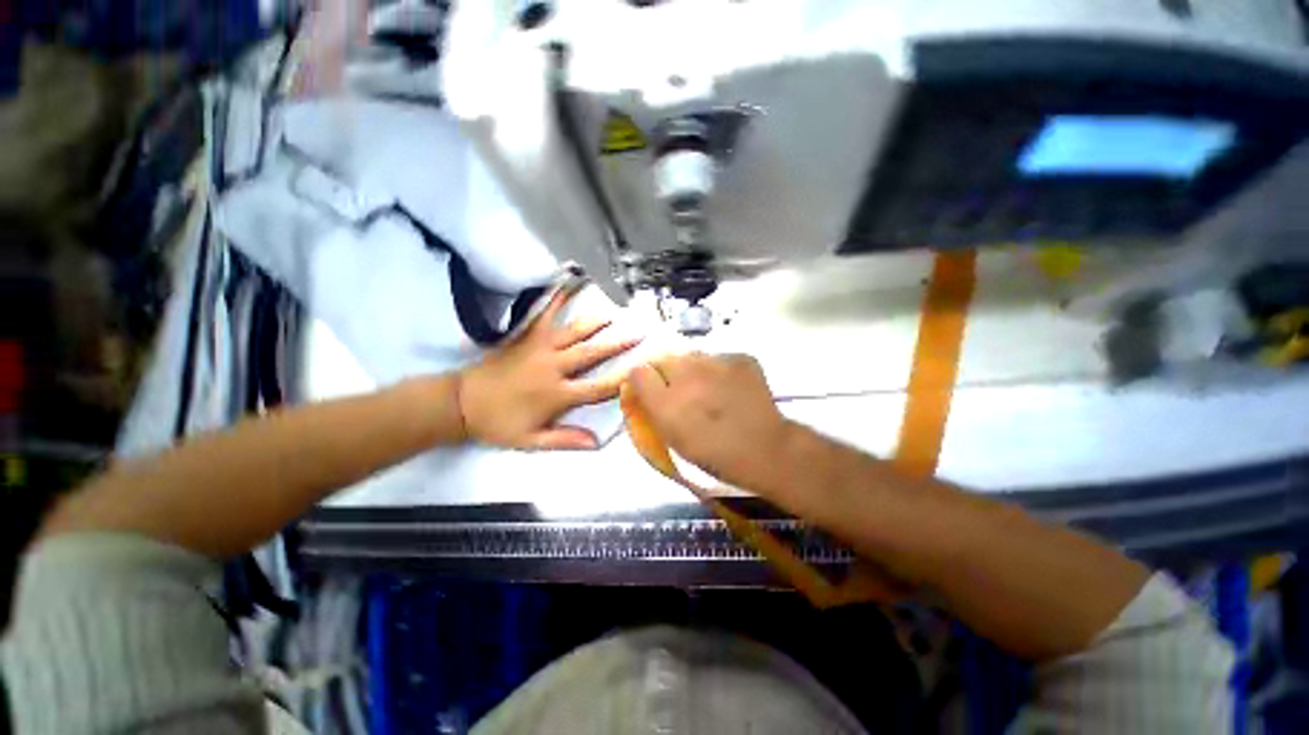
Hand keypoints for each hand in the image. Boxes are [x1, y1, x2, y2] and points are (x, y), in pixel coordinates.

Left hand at [459, 288, 640, 449]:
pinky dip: (555, 300)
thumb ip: (565, 440)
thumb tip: (597, 443)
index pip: (597, 388)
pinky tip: (566, 284)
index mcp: (556, 395)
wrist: (461, 403)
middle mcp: (553, 367)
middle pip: (591, 354)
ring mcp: (539, 348)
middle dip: (617, 343)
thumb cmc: (499, 424)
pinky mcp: (525, 337)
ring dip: (595, 323)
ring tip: (613, 314)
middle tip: (638, 332)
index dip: (620, 380)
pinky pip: (543, 315)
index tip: (640, 371)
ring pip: (574, 332)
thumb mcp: (531, 441)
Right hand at [626, 353, 793, 492]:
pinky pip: (719, 358)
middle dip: (668, 373)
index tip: (652, 390)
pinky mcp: (741, 358)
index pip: (638, 371)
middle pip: (666, 359)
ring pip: (693, 356)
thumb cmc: (714, 452)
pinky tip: (729, 387)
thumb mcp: (672, 438)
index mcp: (667, 402)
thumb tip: (640, 381)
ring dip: (694, 370)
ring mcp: (717, 362)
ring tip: (709, 389)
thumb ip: (651, 407)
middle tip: (683, 392)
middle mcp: (688, 375)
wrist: (766, 449)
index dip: (643, 381)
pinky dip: (719, 370)